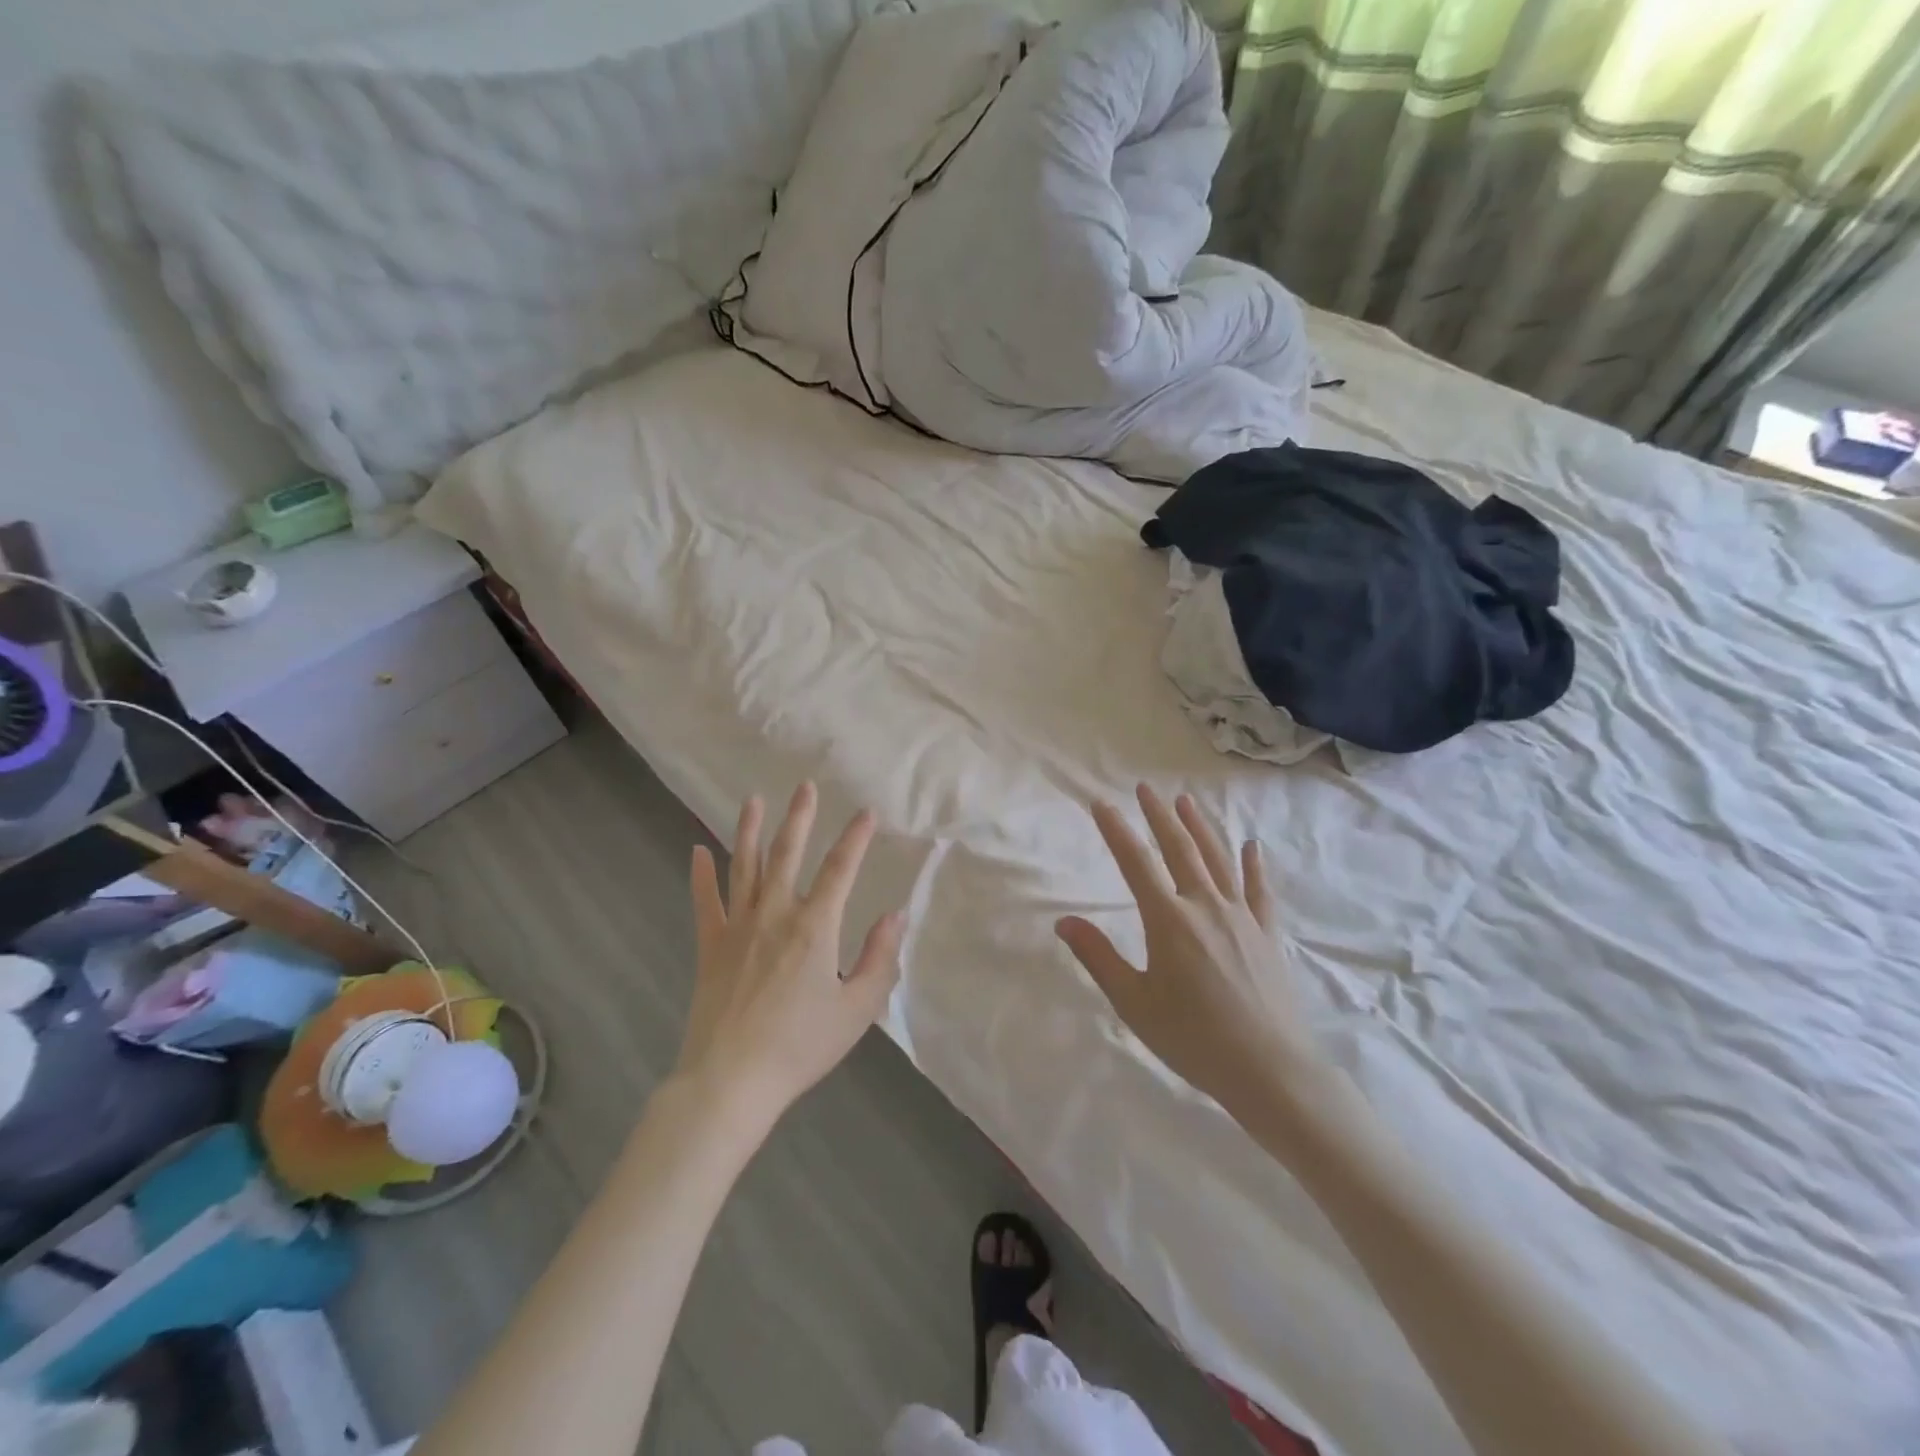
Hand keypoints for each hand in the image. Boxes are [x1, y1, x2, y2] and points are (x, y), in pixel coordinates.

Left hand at [679, 783, 903, 1121]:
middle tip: (805, 786)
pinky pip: (705, 902)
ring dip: (750, 830)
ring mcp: (738, 927)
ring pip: (745, 866)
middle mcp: (775, 914)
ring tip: (754, 800)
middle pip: (788, 854)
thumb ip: (880, 958)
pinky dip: (701, 875)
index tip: (867, 812)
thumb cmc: (800, 1046)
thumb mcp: (857, 1008)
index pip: (841, 869)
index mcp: (815, 926)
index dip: (856, 838)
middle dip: (800, 818)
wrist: (731, 1081)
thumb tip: (895, 915)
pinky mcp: (711, 946)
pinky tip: (698, 850)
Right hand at [1055, 785, 1321, 1115]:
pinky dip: (1254, 865)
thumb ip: (1098, 957)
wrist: (1270, 1070)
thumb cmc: (1193, 1038)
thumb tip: (1064, 921)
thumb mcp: (1134, 1003)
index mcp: (1169, 920)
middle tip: (1145, 788)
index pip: (1135, 863)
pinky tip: (1252, 845)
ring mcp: (1241, 916)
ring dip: (1200, 826)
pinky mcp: (1267, 933)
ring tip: (1186, 801)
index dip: (1116, 830)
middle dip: (1159, 816)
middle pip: (1180, 848)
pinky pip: (1259, 889)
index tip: (1100, 804)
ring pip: (1218, 859)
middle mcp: (1205, 906)